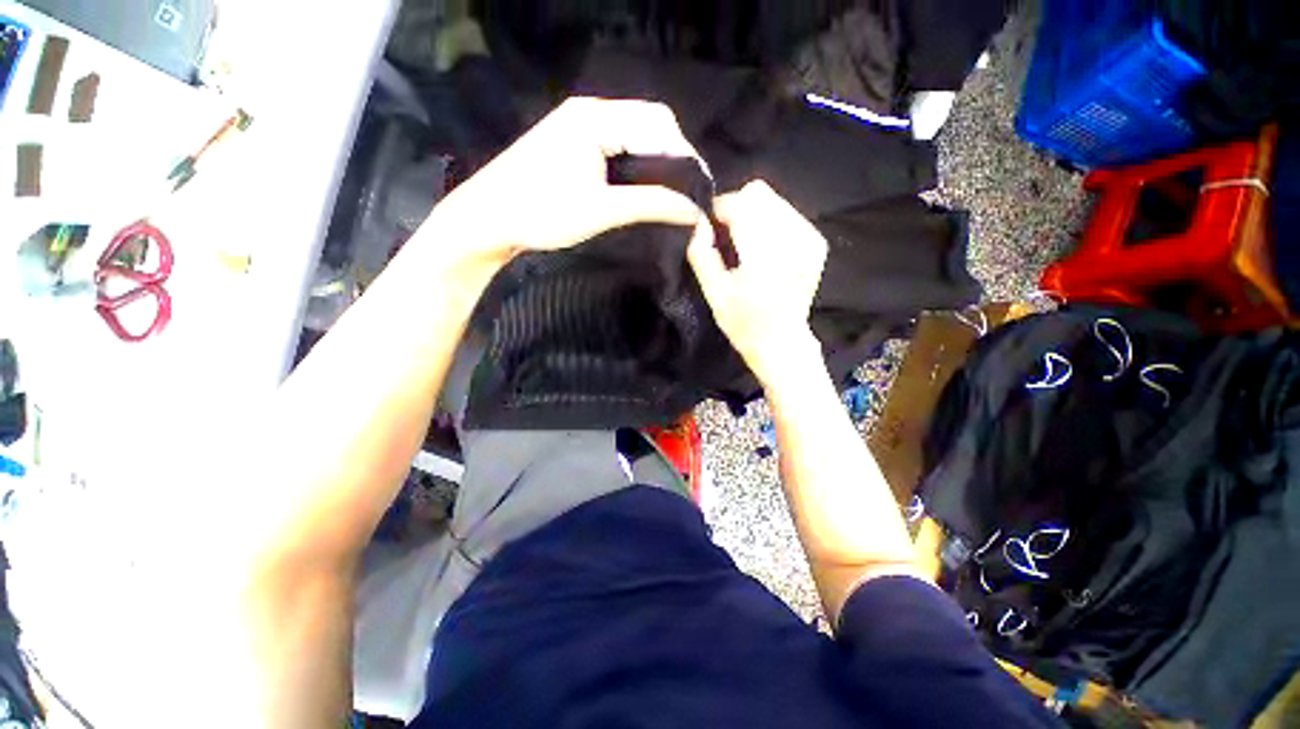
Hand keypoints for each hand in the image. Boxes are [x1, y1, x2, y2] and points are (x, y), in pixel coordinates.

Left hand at [433, 97, 704, 264]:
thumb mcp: (603, 210)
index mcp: (597, 117)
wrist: (488, 218)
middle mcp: (590, 111)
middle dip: (674, 157)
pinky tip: (645, 186)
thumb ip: (652, 205)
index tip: (701, 190)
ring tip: (673, 193)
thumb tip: (694, 211)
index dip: (686, 156)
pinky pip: (618, 144)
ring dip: (657, 161)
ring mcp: (579, 125)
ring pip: (635, 134)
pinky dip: (638, 164)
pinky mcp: (573, 143)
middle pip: (649, 123)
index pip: (660, 124)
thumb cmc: (543, 212)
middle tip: (688, 194)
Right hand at [687, 180, 827, 384]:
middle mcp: (792, 240)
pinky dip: (769, 222)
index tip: (709, 226)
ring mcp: (809, 239)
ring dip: (752, 214)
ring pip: (773, 200)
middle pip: (759, 193)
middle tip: (725, 236)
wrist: (782, 341)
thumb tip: (698, 221)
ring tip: (744, 244)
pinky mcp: (816, 242)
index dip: (720, 208)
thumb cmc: (743, 323)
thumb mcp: (714, 294)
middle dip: (736, 208)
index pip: (741, 205)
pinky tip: (764, 247)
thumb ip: (702, 255)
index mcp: (764, 257)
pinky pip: (787, 212)